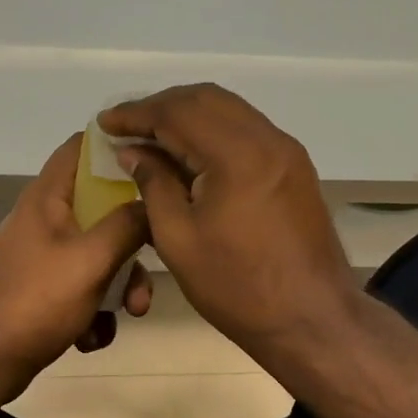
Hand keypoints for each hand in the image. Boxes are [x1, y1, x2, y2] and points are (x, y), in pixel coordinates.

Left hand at [0, 133, 151, 383]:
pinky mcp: (39, 289)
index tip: (153, 160)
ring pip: (96, 252)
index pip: (81, 146)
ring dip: (118, 284)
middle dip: (131, 239)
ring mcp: (40, 255)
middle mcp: (42, 218)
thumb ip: (128, 224)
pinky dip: (93, 309)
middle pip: (100, 206)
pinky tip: (93, 336)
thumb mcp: (92, 259)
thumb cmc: (37, 300)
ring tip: (128, 315)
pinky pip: (80, 285)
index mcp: (48, 197)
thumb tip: (152, 202)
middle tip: (153, 262)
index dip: (116, 146)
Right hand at [99, 84, 359, 357]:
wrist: (312, 319)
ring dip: (188, 114)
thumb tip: (134, 151)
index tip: (105, 122)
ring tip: (153, 135)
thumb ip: (154, 183)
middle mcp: (267, 138)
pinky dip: (213, 128)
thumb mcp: (179, 239)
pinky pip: (247, 128)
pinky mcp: (294, 165)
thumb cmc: (238, 287)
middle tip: (127, 126)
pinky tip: (191, 151)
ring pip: (229, 109)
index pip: (178, 112)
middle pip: (206, 99)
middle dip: (161, 106)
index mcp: (237, 155)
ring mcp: (286, 149)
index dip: (136, 113)